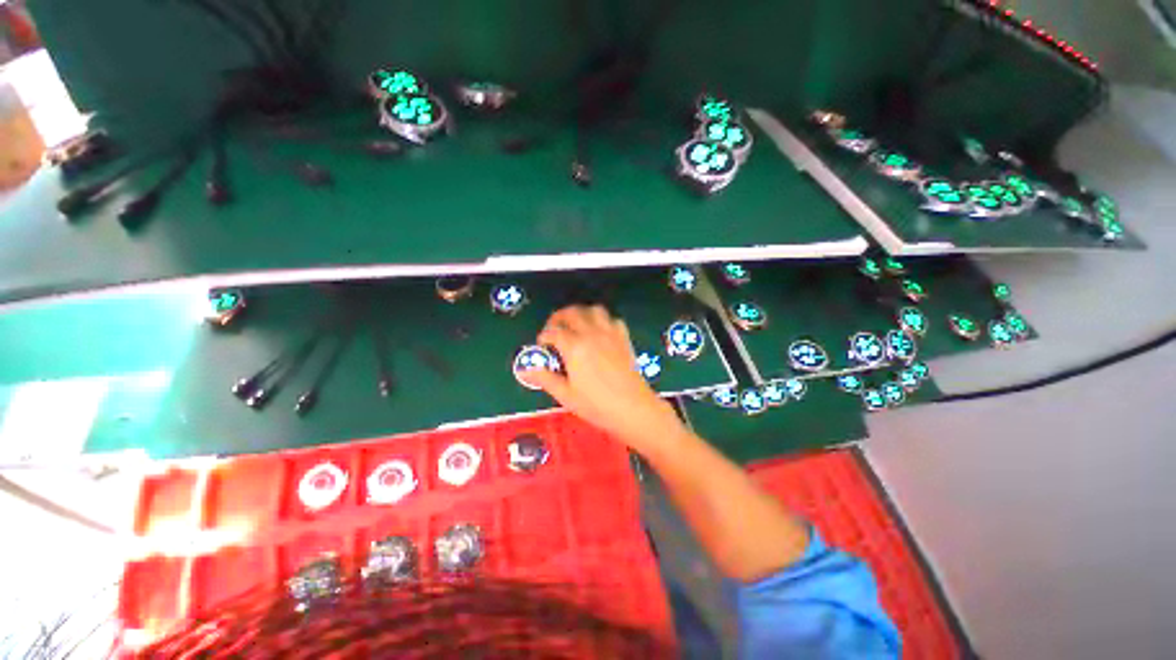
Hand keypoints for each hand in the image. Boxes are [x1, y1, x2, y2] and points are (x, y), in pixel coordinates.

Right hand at [525, 305, 681, 449]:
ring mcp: (609, 333)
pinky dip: (602, 320)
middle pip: (572, 313)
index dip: (544, 336)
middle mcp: (591, 333)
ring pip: (593, 310)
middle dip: (559, 318)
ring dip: (581, 313)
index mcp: (574, 347)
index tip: (542, 346)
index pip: (553, 331)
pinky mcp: (623, 337)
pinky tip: (599, 332)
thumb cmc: (596, 405)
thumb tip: (524, 370)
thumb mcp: (566, 395)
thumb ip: (545, 378)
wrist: (633, 408)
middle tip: (554, 330)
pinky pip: (612, 319)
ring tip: (576, 326)